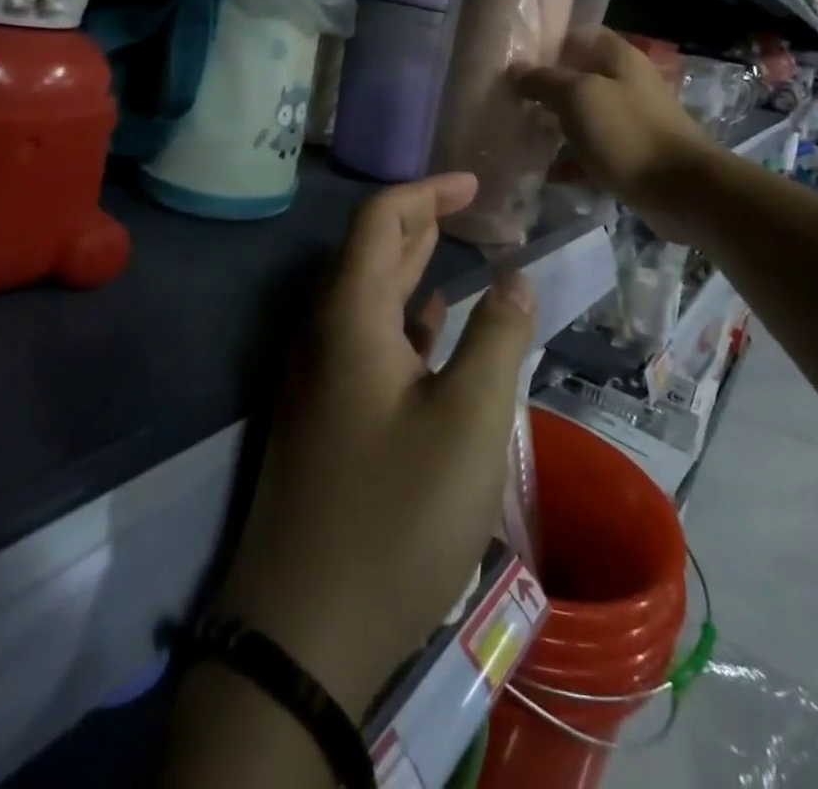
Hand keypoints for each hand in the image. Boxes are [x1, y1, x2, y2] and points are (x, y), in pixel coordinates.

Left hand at [213, 173, 536, 717]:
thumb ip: (497, 337)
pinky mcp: (326, 415)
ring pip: (368, 297)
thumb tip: (514, 279)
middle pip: (370, 251)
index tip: (477, 186)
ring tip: (458, 250)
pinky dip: (403, 317)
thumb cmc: (394, 512)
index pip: (379, 219)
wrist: (303, 632)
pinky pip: (366, 340)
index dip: (427, 191)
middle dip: (421, 221)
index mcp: (349, 316)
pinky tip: (432, 327)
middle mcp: (324, 334)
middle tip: (475, 209)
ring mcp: (319, 377)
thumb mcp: (468, 420)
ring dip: (411, 267)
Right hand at [514, 28, 715, 239]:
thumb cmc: (628, 133)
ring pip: (583, 116)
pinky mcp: (630, 154)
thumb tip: (516, 70)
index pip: (579, 35)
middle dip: (544, 88)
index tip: (515, 58)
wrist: (682, 190)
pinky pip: (592, 151)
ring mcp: (629, 120)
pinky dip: (570, 160)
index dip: (547, 43)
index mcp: (618, 57)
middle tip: (508, 100)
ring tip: (518, 135)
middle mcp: (626, 82)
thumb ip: (544, 80)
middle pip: (578, 77)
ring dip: (554, 125)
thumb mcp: (578, 98)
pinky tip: (545, 173)